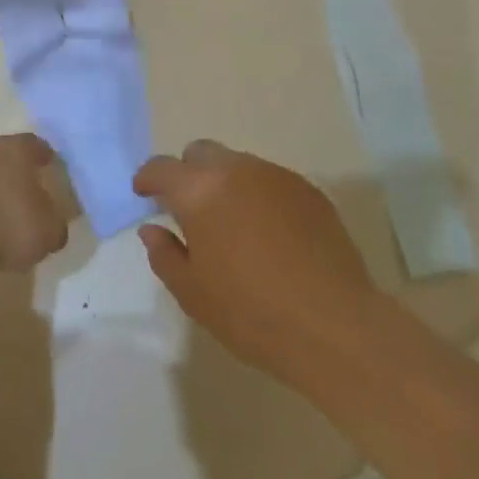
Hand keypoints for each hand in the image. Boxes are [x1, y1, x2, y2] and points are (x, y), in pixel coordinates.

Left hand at [0, 134, 69, 282]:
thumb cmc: (7, 229)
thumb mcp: (49, 233)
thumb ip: (56, 222)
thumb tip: (53, 222)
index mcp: (15, 150)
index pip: (35, 144)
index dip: (44, 157)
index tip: (50, 170)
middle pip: (4, 156)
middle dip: (15, 173)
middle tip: (25, 195)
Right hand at [135, 141, 377, 389]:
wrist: (335, 325)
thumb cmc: (252, 313)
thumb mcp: (193, 293)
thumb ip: (165, 254)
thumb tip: (152, 228)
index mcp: (200, 190)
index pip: (162, 167)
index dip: (147, 177)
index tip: (143, 193)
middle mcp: (236, 170)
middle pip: (201, 153)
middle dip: (188, 173)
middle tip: (188, 209)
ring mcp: (277, 176)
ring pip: (238, 164)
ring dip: (225, 184)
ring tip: (232, 224)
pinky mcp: (309, 191)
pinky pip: (271, 181)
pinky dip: (259, 196)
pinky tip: (268, 234)